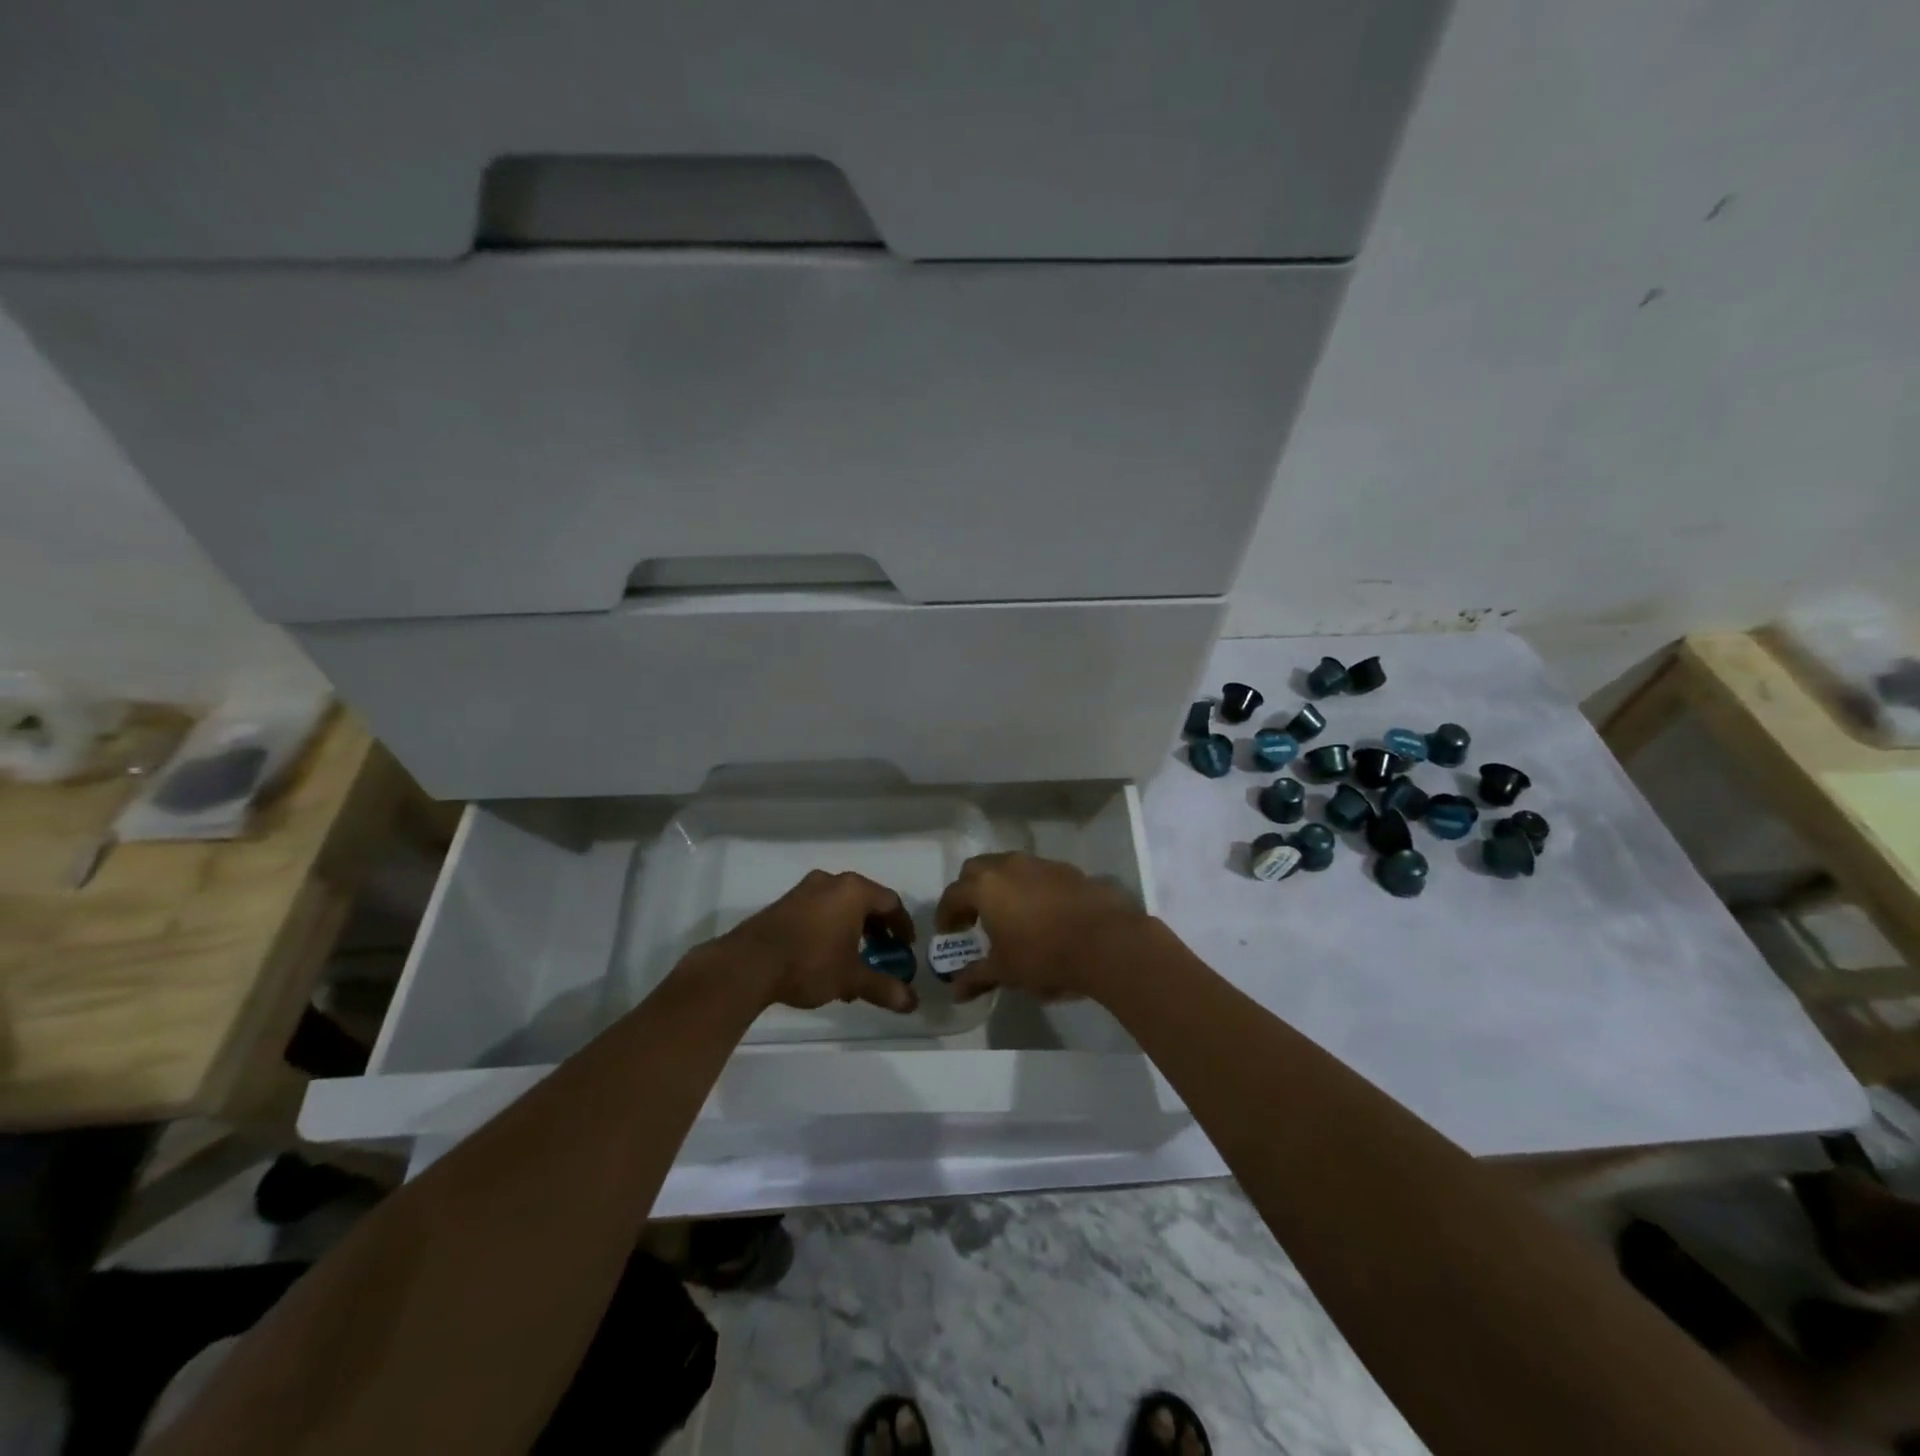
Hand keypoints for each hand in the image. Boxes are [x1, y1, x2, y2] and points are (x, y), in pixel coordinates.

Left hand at [706, 869, 918, 1014]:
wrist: (749, 964)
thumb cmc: (810, 963)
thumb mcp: (851, 979)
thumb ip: (884, 988)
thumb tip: (913, 1003)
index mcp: (854, 891)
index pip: (891, 902)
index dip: (903, 925)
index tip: (906, 947)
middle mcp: (831, 882)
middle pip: (865, 901)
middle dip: (877, 929)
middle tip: (883, 953)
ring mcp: (805, 889)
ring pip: (840, 905)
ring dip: (853, 930)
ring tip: (853, 961)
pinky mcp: (785, 903)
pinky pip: (819, 910)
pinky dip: (830, 928)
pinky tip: (825, 958)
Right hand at [932, 851, 1149, 1004]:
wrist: (1106, 940)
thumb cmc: (1044, 956)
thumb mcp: (1005, 971)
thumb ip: (977, 977)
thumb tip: (956, 991)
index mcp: (984, 887)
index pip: (952, 895)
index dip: (946, 914)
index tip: (948, 932)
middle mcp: (1007, 866)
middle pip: (976, 870)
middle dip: (969, 891)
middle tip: (973, 918)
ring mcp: (1038, 864)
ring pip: (1007, 866)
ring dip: (999, 886)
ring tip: (1007, 914)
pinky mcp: (1066, 869)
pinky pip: (1035, 873)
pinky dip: (1028, 887)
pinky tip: (1040, 913)